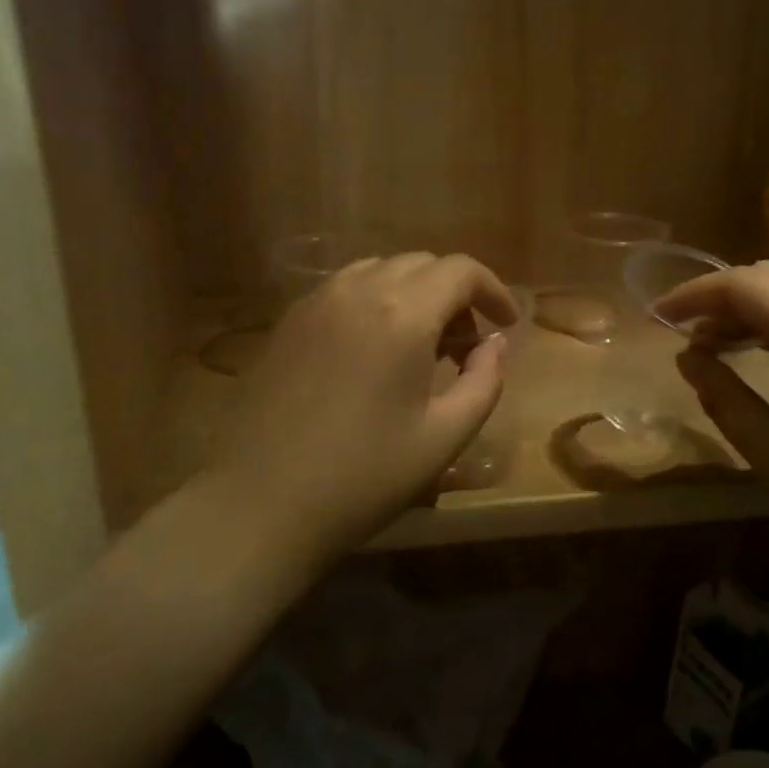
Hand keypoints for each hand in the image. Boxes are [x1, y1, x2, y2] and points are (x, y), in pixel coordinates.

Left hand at [206, 253, 516, 559]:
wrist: (261, 502)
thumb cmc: (363, 476)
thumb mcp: (443, 437)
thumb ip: (484, 381)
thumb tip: (495, 344)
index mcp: (402, 314)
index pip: (460, 270)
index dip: (493, 290)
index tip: (507, 324)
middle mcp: (357, 290)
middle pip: (422, 264)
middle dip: (455, 295)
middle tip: (465, 347)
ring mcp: (316, 301)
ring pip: (380, 271)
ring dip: (413, 294)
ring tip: (420, 346)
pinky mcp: (288, 320)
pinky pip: (345, 289)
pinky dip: (375, 301)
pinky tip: (373, 350)